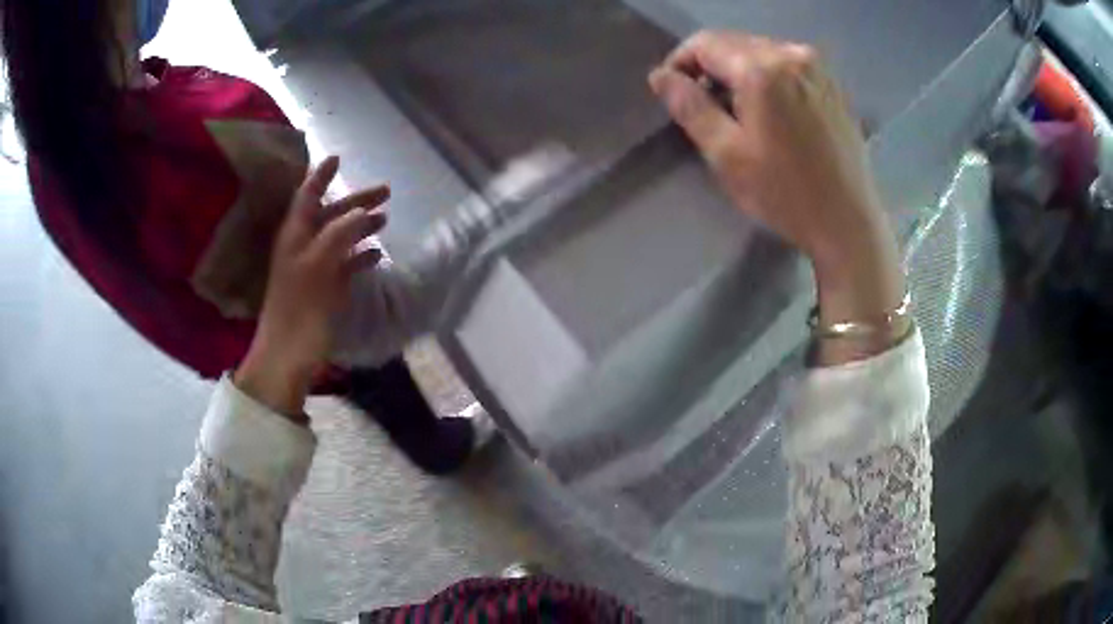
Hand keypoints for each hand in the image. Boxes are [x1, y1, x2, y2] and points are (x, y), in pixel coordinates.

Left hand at [235, 157, 388, 416]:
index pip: (307, 195)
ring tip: (386, 218)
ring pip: (340, 238)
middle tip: (386, 191)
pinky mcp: (323, 290)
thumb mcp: (318, 266)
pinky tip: (378, 254)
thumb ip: (339, 234)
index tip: (338, 157)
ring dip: (361, 226)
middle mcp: (303, 246)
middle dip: (356, 200)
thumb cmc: (299, 309)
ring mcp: (314, 269)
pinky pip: (345, 265)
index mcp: (295, 235)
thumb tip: (362, 210)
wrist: (287, 356)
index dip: (321, 176)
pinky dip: (360, 256)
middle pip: (330, 214)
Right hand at [649, 32, 904, 360]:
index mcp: (762, 69)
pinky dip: (768, 76)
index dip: (680, 63)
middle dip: (711, 68)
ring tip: (740, 112)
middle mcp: (792, 54)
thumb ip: (689, 107)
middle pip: (733, 42)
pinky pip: (786, 64)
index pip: (704, 43)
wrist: (849, 221)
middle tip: (707, 107)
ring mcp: (817, 67)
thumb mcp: (726, 155)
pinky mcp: (832, 83)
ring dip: (739, 72)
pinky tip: (772, 110)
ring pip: (760, 51)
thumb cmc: (785, 193)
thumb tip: (660, 76)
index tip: (675, 93)